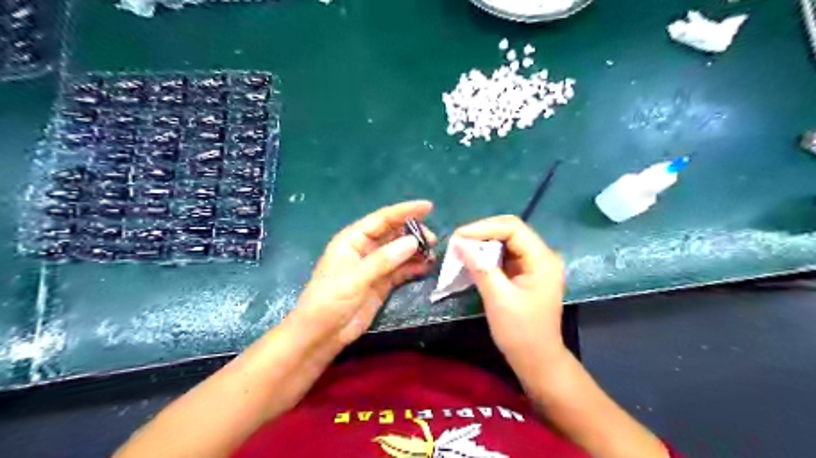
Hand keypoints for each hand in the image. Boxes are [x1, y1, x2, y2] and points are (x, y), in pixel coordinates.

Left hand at [291, 201, 433, 350]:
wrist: (321, 334)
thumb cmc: (330, 300)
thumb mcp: (355, 277)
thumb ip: (384, 259)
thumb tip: (413, 241)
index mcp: (353, 239)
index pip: (382, 219)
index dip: (405, 211)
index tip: (429, 207)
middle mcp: (365, 249)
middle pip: (393, 234)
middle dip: (413, 233)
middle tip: (432, 240)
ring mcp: (374, 267)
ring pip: (399, 252)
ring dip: (416, 251)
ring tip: (433, 254)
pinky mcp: (381, 283)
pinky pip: (401, 270)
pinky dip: (414, 267)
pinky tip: (426, 267)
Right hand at [454, 216, 568, 376]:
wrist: (536, 360)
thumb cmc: (520, 331)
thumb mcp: (498, 298)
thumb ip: (479, 266)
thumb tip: (458, 242)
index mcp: (542, 259)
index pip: (513, 228)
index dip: (484, 227)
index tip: (458, 236)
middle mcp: (541, 256)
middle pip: (510, 231)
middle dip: (482, 233)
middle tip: (457, 241)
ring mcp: (534, 264)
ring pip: (506, 242)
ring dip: (483, 243)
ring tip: (461, 248)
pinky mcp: (525, 273)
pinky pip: (505, 255)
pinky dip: (487, 255)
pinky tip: (472, 259)